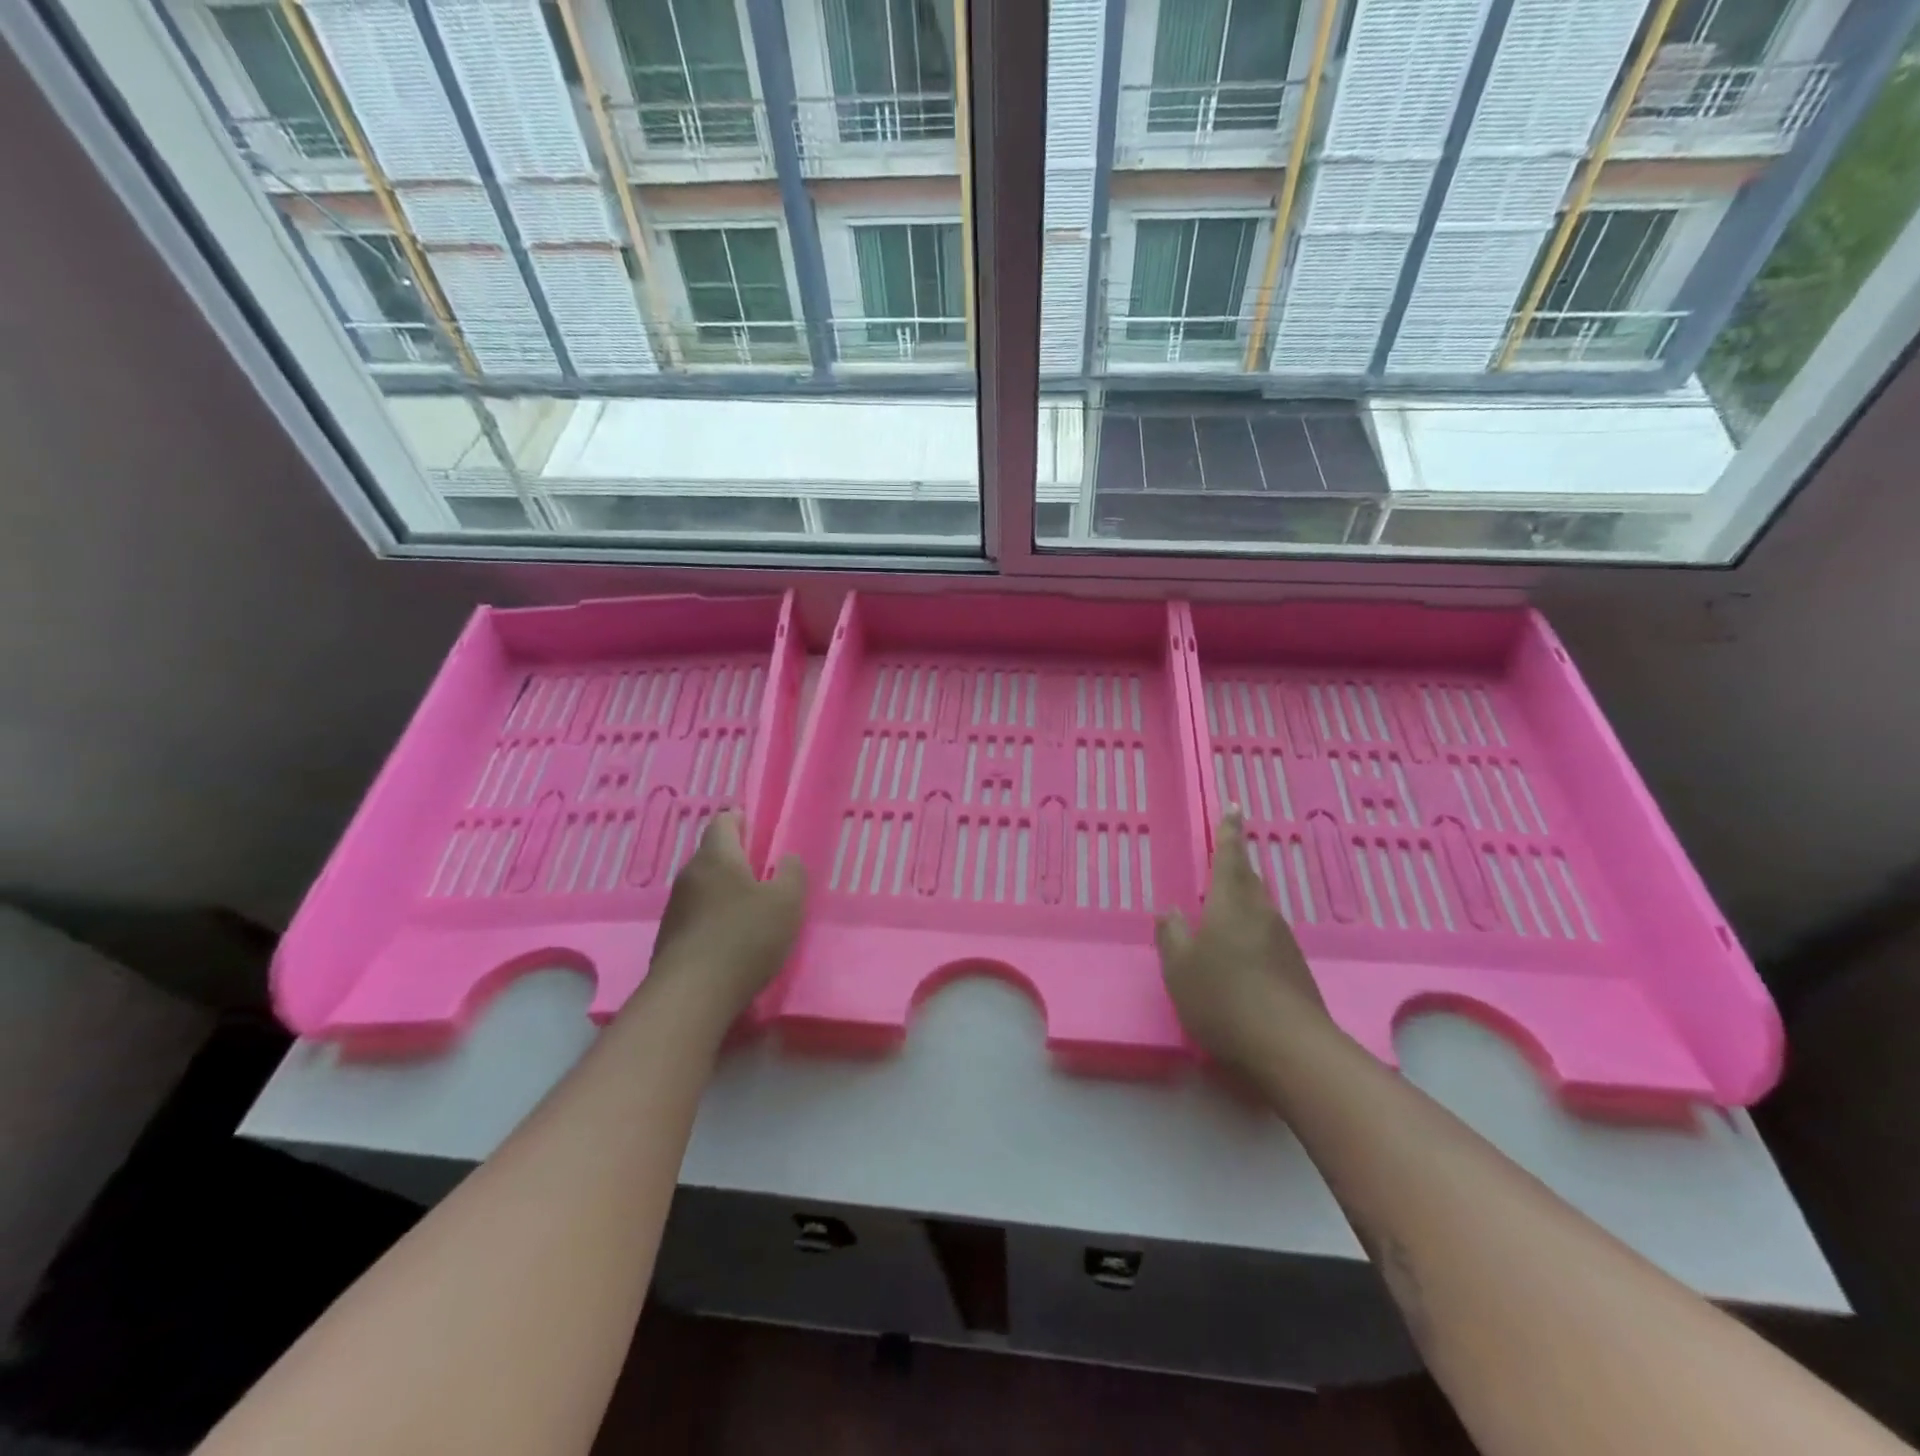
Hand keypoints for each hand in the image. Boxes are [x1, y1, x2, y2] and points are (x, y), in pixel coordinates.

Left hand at [642, 811, 806, 1028]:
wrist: (691, 996)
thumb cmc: (744, 937)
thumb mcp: (786, 902)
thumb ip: (792, 874)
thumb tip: (787, 859)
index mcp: (717, 856)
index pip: (723, 821)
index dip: (741, 820)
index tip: (759, 830)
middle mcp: (690, 875)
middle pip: (713, 855)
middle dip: (737, 860)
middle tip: (766, 874)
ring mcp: (675, 908)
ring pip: (704, 887)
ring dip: (726, 892)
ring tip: (753, 910)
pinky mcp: (670, 939)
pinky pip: (697, 916)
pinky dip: (715, 919)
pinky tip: (733, 941)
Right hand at [1156, 809, 1325, 1072]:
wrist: (1290, 1047)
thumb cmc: (1223, 997)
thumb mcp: (1179, 967)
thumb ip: (1171, 935)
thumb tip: (1171, 911)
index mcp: (1231, 904)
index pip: (1229, 856)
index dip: (1229, 831)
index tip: (1234, 806)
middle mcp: (1261, 914)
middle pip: (1249, 880)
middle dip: (1236, 865)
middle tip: (1224, 856)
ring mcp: (1282, 942)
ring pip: (1259, 909)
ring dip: (1242, 901)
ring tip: (1223, 909)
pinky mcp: (1294, 969)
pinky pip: (1267, 936)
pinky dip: (1250, 932)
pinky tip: (1239, 954)